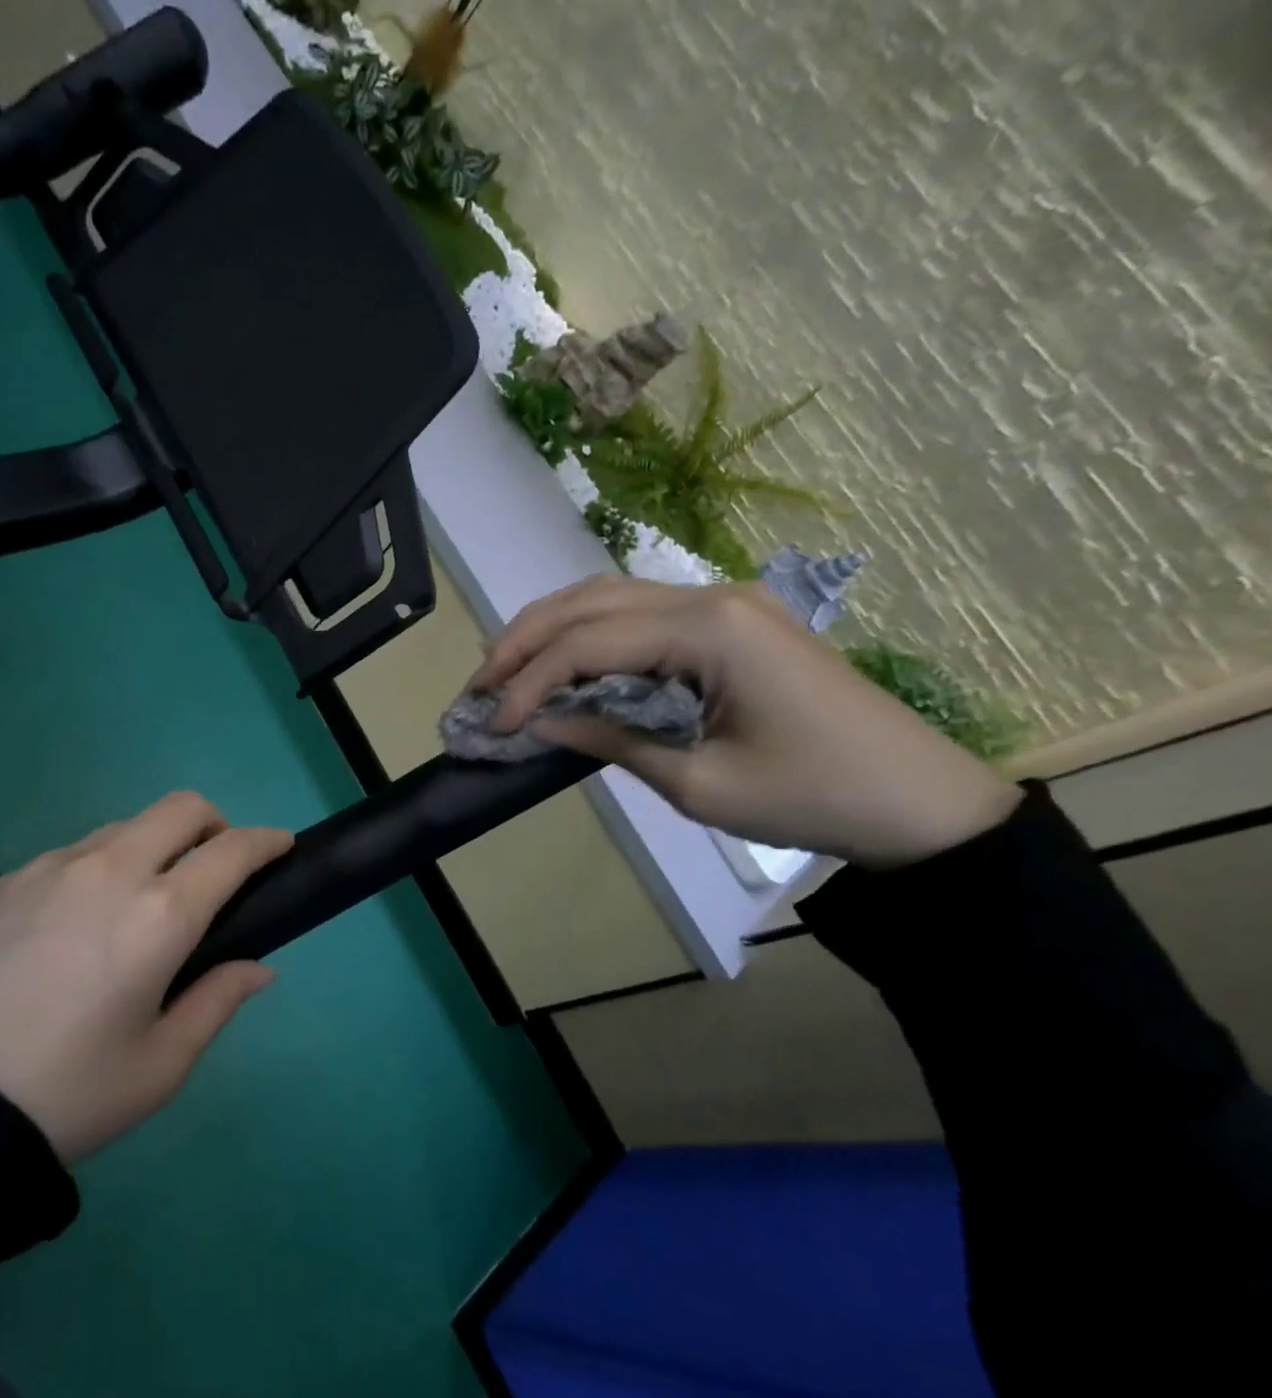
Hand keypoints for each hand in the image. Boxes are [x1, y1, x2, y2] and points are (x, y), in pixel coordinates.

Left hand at [0, 792, 292, 1162]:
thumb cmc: (62, 1093)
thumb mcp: (158, 1066)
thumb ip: (217, 1001)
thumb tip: (258, 967)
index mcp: (160, 915)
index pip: (232, 850)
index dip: (266, 840)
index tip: (282, 846)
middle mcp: (111, 870)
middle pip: (182, 807)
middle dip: (216, 823)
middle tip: (217, 869)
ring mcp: (53, 866)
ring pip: (127, 825)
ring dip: (156, 844)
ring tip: (143, 903)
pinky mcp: (8, 878)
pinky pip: (76, 851)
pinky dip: (104, 865)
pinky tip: (80, 921)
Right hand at [469, 576, 1021, 868]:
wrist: (919, 801)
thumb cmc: (811, 796)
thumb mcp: (698, 783)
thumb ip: (612, 739)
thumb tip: (542, 722)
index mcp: (711, 630)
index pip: (590, 643)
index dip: (530, 682)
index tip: (493, 722)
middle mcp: (712, 596)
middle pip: (591, 601)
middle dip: (525, 640)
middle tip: (479, 681)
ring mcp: (725, 601)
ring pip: (611, 596)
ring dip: (552, 627)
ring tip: (504, 665)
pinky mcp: (732, 620)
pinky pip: (641, 612)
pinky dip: (590, 632)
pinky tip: (563, 657)